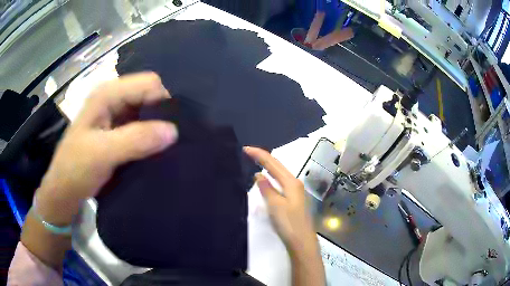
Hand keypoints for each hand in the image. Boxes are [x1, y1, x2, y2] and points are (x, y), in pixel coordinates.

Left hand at [36, 72, 177, 224]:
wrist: (64, 190)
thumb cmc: (76, 169)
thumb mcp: (102, 153)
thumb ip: (136, 140)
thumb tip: (174, 131)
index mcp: (107, 93)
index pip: (148, 84)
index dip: (162, 103)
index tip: (169, 132)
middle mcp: (113, 97)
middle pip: (149, 95)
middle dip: (161, 115)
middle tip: (167, 142)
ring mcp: (114, 113)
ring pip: (147, 111)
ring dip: (156, 127)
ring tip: (163, 148)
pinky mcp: (117, 129)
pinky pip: (141, 126)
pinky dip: (150, 136)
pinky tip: (153, 151)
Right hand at [243, 146, 316, 251]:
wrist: (302, 241)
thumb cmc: (289, 223)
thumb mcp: (275, 205)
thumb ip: (267, 188)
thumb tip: (259, 175)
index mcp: (291, 182)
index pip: (273, 163)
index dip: (259, 155)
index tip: (245, 148)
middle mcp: (295, 183)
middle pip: (278, 166)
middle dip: (263, 157)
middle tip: (248, 152)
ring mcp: (296, 191)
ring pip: (280, 174)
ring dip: (268, 166)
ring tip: (255, 161)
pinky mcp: (294, 199)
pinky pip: (281, 182)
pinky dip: (271, 177)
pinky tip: (267, 179)